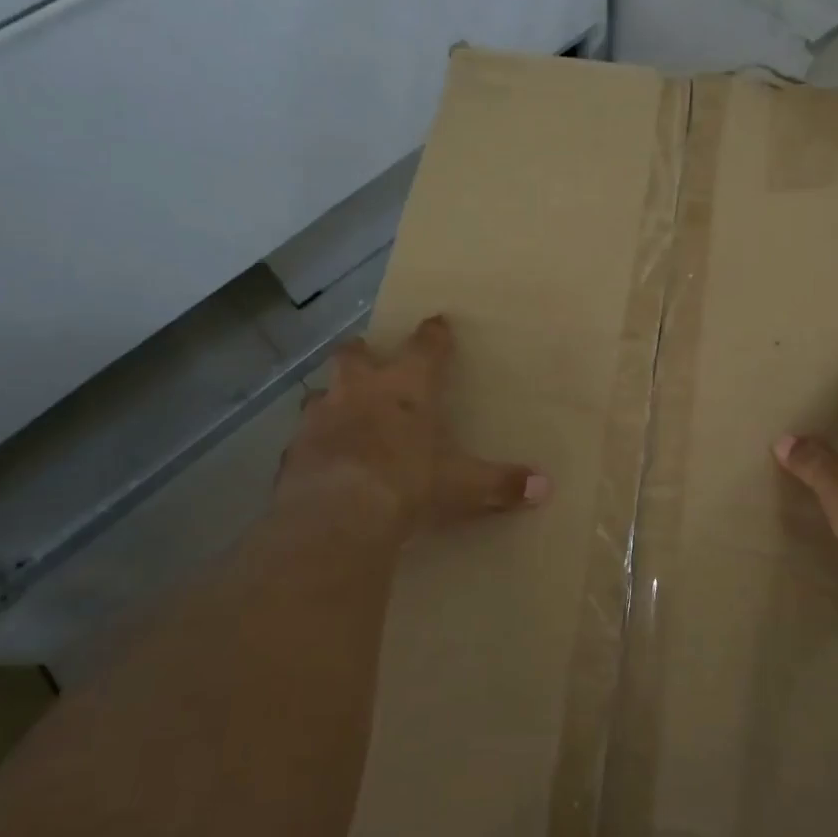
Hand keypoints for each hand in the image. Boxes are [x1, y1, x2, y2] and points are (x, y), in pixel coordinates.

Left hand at [281, 315, 549, 541]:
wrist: (338, 514)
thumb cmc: (409, 482)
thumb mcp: (462, 485)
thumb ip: (500, 483)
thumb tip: (544, 486)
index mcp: (407, 387)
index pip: (425, 346)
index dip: (434, 334)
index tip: (438, 322)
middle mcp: (360, 390)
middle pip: (355, 354)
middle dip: (364, 353)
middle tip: (370, 360)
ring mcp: (321, 417)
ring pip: (323, 393)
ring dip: (334, 399)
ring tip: (343, 413)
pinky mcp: (293, 450)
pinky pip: (304, 439)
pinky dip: (315, 445)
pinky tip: (323, 461)